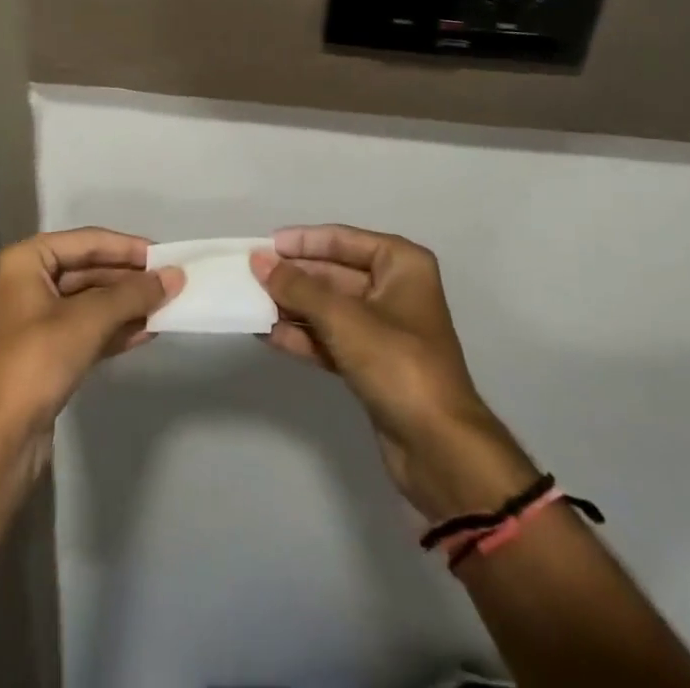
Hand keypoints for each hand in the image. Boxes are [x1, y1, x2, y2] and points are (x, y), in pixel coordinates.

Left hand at [0, 228, 183, 450]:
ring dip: (128, 304)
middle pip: (91, 269)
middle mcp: (31, 281)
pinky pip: (90, 327)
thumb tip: (175, 275)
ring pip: (93, 300)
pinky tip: (150, 331)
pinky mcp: (50, 350)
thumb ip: (133, 295)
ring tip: (168, 305)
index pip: (87, 241)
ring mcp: (40, 317)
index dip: (128, 247)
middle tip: (172, 282)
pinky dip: (118, 328)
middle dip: (131, 278)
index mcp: (28, 261)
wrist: (0, 439)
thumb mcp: (88, 320)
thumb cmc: (37, 363)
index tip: (166, 255)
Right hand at [252, 225, 536, 517]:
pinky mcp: (373, 364)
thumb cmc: (397, 364)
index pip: (342, 240)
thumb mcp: (342, 318)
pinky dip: (303, 336)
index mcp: (401, 264)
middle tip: (250, 276)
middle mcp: (395, 289)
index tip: (264, 246)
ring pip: (329, 308)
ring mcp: (384, 329)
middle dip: (293, 277)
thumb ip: (297, 287)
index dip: (302, 242)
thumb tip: (258, 260)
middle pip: (333, 273)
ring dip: (293, 307)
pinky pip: (331, 338)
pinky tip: (268, 335)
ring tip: (251, 304)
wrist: (440, 449)